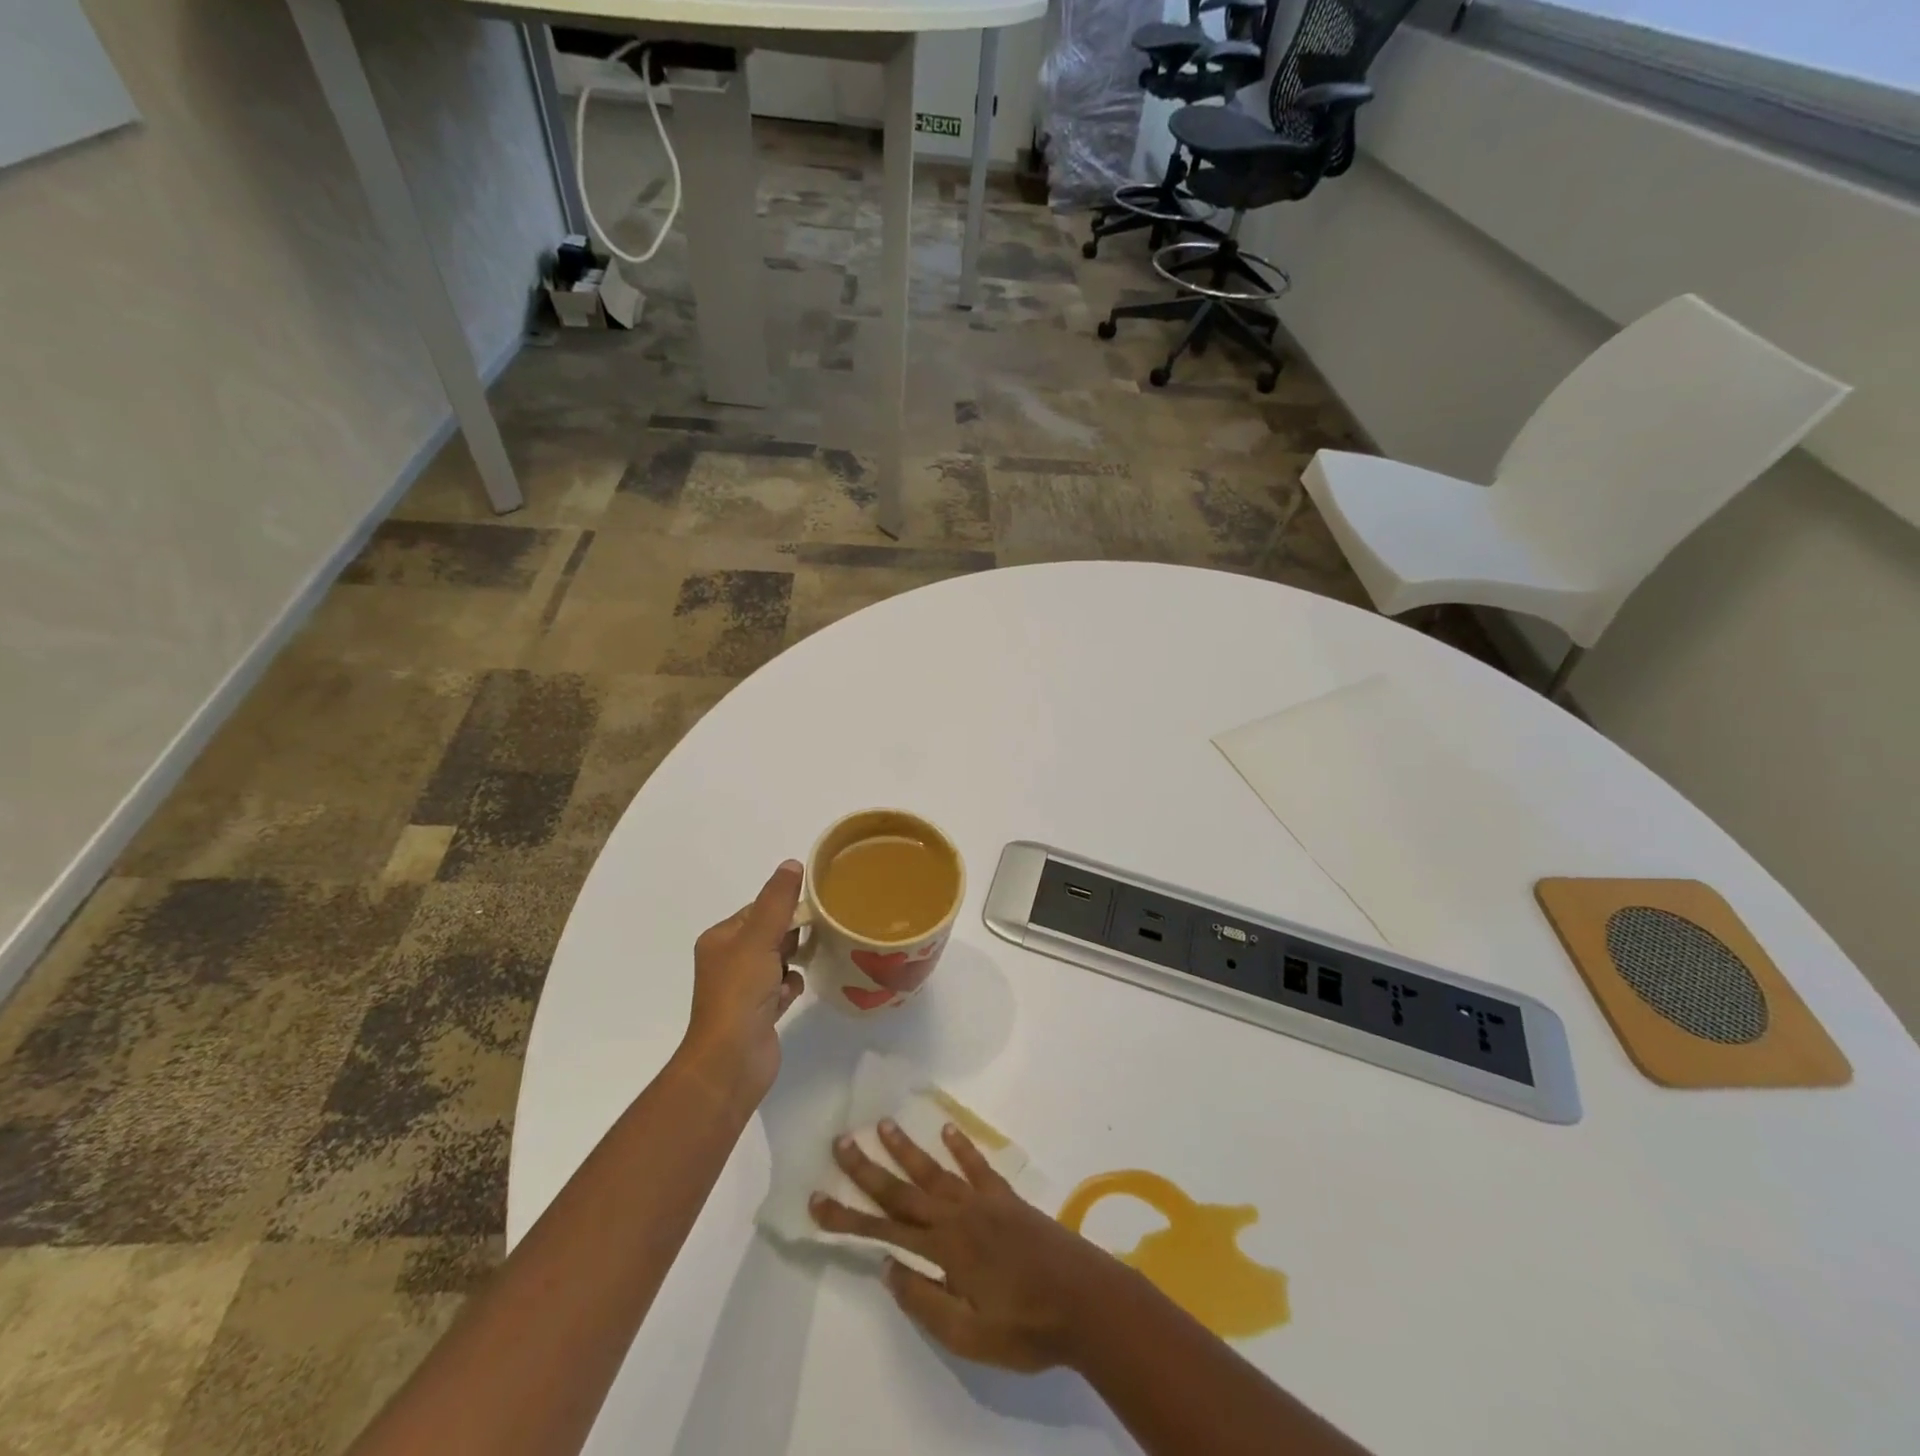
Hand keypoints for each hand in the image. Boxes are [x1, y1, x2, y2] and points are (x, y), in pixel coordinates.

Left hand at [679, 860, 804, 1108]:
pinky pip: (782, 987)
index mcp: (721, 939)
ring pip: (779, 961)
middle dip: (792, 935)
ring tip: (807, 964)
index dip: (784, 907)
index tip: (813, 908)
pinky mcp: (759, 1013)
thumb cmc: (740, 993)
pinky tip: (794, 994)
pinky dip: (791, 988)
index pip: (758, 910)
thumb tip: (792, 863)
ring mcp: (743, 989)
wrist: (731, 1060)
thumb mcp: (759, 938)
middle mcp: (728, 961)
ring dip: (793, 963)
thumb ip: (777, 901)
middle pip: (771, 934)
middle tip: (815, 936)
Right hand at [810, 1121, 1124, 1372]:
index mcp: (944, 1249)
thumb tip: (887, 1267)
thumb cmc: (1024, 1327)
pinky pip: (977, 1165)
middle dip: (868, 1168)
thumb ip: (924, 1300)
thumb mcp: (967, 1334)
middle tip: (841, 1142)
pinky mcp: (1007, 1198)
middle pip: (903, 1189)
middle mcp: (957, 1215)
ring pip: (935, 1169)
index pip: (883, 1230)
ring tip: (882, 1124)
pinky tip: (946, 1128)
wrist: (1084, 1300)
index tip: (816, 1198)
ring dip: (907, 1148)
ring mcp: (983, 1201)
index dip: (847, 1216)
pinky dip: (960, 1146)